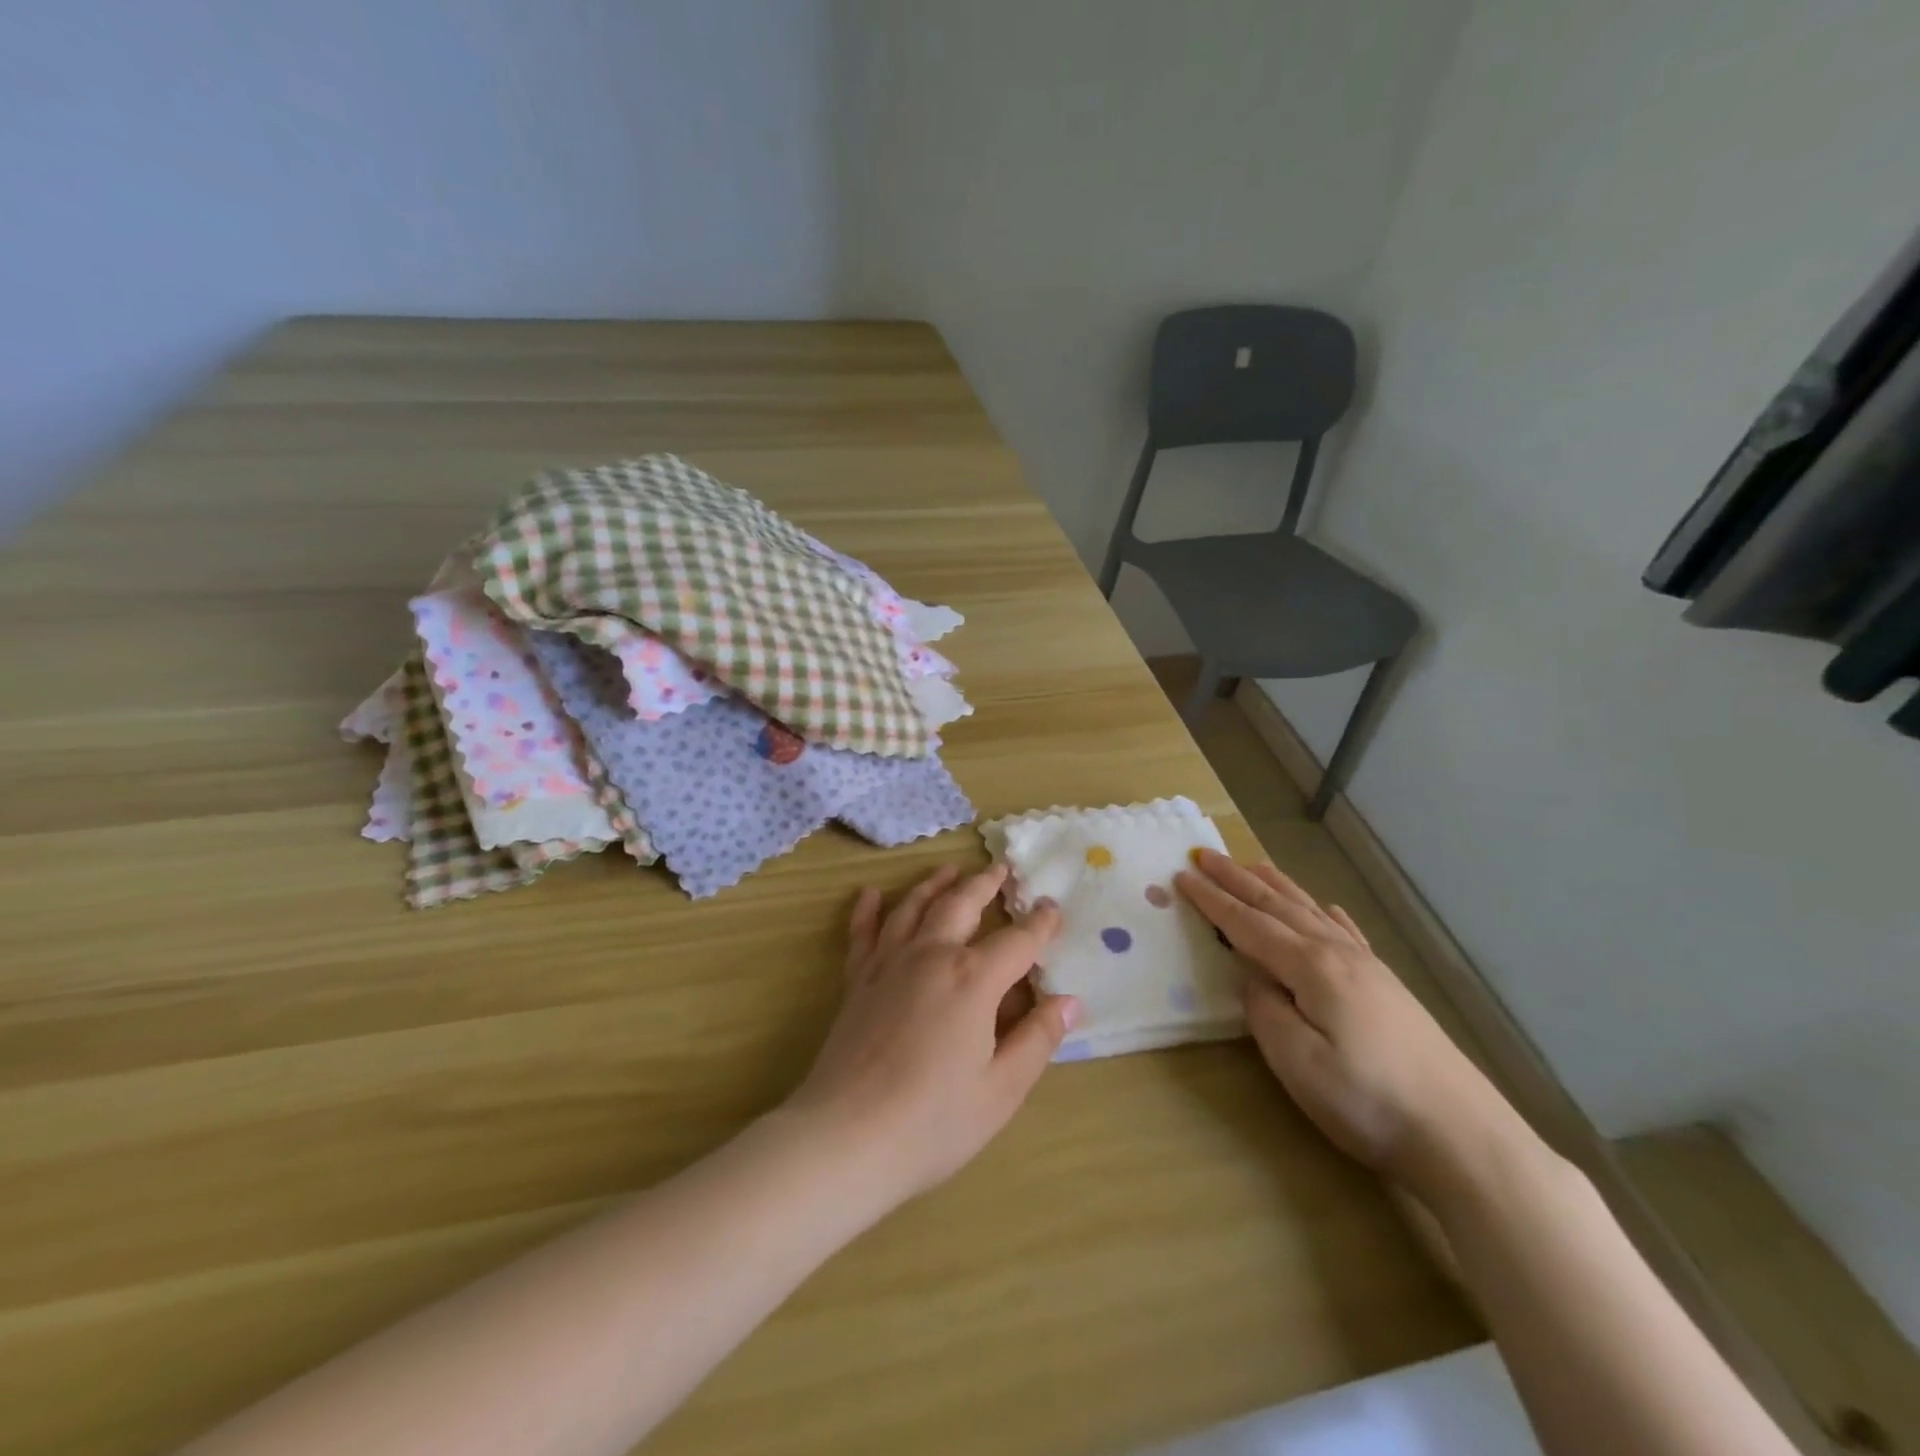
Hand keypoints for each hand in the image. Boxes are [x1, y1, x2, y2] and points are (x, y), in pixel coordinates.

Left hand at [783, 863, 1075, 1206]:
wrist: (846, 1137)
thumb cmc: (934, 1121)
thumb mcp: (1002, 1089)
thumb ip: (1037, 1039)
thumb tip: (1068, 1001)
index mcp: (974, 979)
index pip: (1018, 941)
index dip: (1040, 924)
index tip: (1052, 908)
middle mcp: (932, 956)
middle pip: (962, 904)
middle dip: (985, 884)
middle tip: (1000, 868)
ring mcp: (889, 963)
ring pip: (914, 907)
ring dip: (934, 884)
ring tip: (949, 870)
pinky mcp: (857, 980)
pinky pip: (863, 932)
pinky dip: (868, 910)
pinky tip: (870, 894)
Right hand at [1174, 850, 1531, 1201]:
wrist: (1463, 1137)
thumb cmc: (1367, 1102)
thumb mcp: (1297, 1061)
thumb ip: (1264, 1009)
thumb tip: (1254, 978)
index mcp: (1311, 967)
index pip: (1248, 924)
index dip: (1212, 900)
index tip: (1181, 876)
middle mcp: (1338, 954)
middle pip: (1277, 906)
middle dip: (1238, 879)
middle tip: (1205, 854)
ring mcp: (1368, 968)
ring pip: (1311, 912)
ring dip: (1277, 886)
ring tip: (1253, 864)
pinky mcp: (1388, 987)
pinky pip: (1348, 933)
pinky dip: (1328, 914)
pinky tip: (1327, 908)